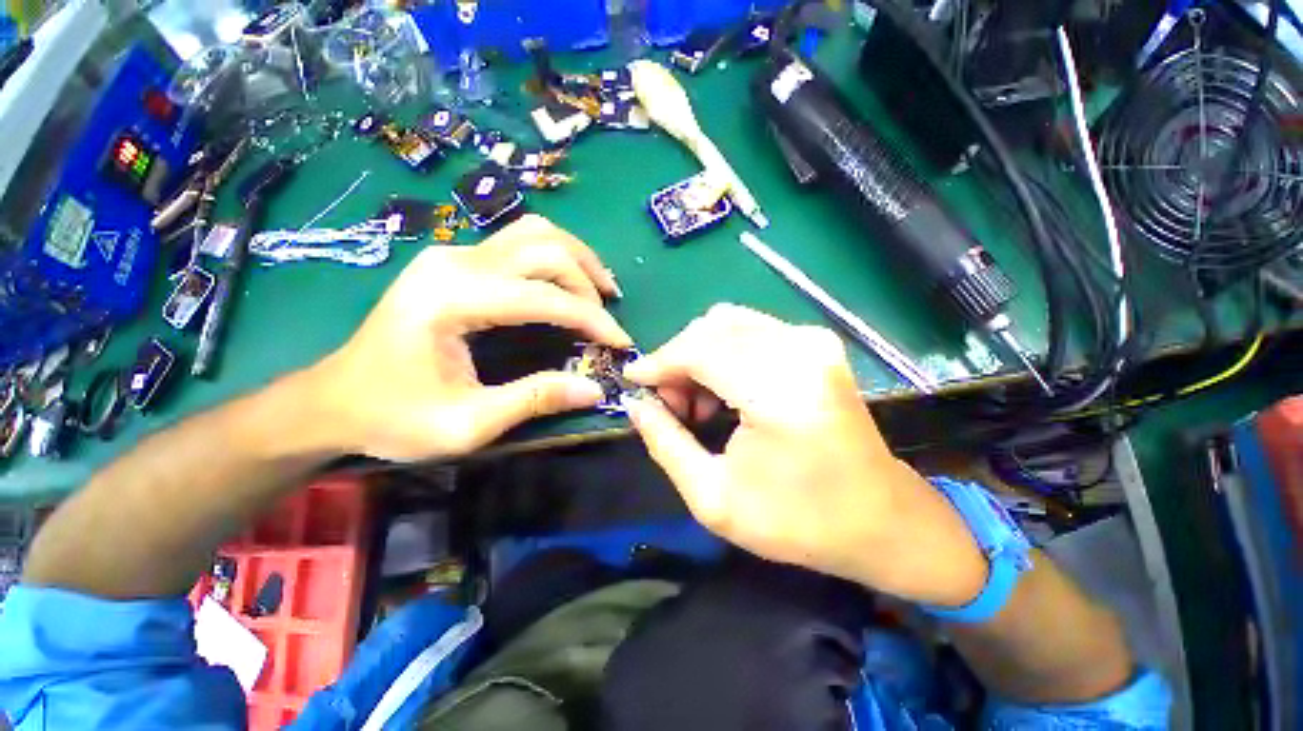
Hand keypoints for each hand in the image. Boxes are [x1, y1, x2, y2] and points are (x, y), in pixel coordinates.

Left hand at [305, 215, 630, 461]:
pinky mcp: (456, 260)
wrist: (334, 399)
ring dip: (577, 261)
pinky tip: (568, 284)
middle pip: (546, 248)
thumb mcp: (467, 424)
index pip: (544, 297)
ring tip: (600, 293)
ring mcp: (454, 253)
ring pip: (536, 233)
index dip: (592, 320)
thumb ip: (535, 400)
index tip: (621, 343)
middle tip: (608, 322)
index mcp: (452, 298)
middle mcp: (455, 261)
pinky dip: (556, 259)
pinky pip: (521, 242)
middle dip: (589, 284)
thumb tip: (595, 388)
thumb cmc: (393, 417)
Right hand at [623, 304, 988, 606]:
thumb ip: (664, 443)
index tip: (634, 381)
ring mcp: (813, 341)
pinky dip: (724, 351)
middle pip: (711, 328)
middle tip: (670, 403)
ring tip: (697, 401)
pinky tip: (723, 389)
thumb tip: (636, 404)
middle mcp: (800, 351)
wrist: (880, 519)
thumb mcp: (714, 498)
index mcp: (778, 392)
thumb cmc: (799, 521)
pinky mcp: (817, 343)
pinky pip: (750, 330)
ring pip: (728, 323)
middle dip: (678, 359)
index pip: (698, 350)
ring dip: (700, 354)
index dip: (658, 362)